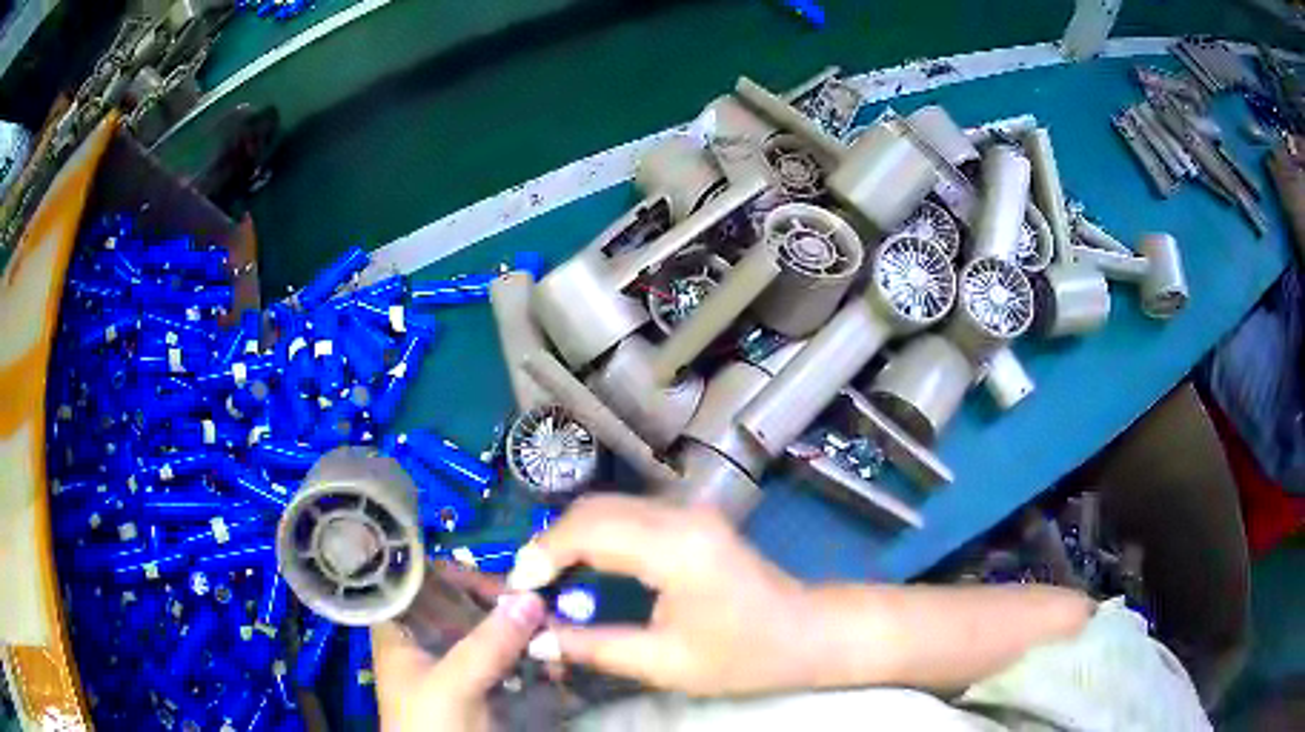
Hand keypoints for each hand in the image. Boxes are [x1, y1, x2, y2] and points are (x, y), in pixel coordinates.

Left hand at [372, 567, 546, 731]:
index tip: (502, 579)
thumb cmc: (428, 725)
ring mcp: (454, 664)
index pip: (423, 581)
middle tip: (540, 609)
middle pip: (461, 605)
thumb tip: (533, 597)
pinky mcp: (479, 686)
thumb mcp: (452, 685)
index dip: (458, 574)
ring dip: (522, 633)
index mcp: (401, 629)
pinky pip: (506, 660)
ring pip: (488, 633)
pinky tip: (552, 663)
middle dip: (502, 606)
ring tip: (554, 635)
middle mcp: (426, 639)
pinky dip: (528, 657)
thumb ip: (487, 644)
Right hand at [506, 495, 813, 695]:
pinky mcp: (691, 519)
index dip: (544, 553)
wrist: (807, 632)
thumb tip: (538, 640)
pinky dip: (594, 535)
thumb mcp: (666, 663)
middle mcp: (681, 516)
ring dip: (570, 536)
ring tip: (545, 578)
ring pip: (608, 506)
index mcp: (677, 550)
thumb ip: (596, 647)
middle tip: (526, 583)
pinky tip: (581, 566)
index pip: (590, 530)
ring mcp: (689, 512)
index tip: (518, 585)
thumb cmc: (745, 656)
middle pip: (595, 509)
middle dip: (550, 542)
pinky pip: (627, 515)